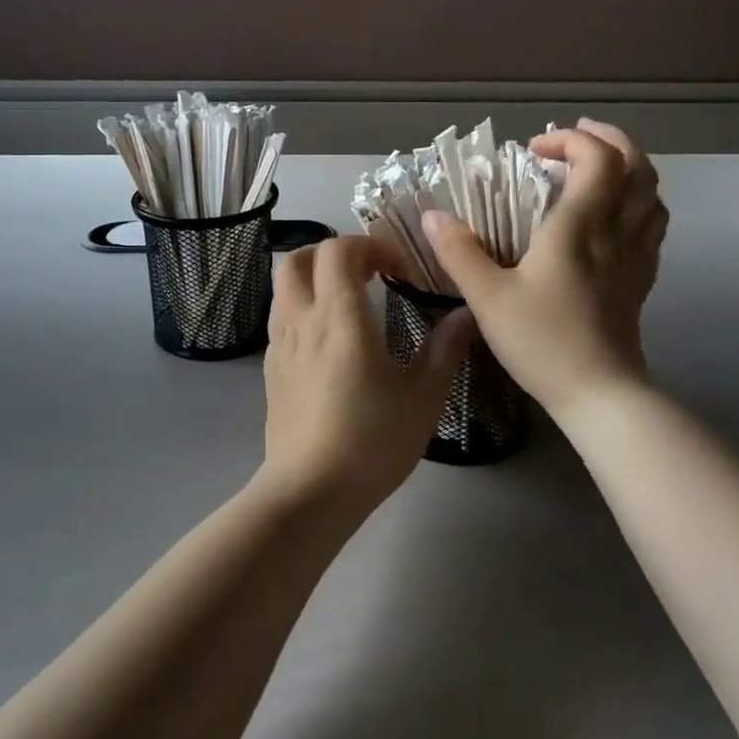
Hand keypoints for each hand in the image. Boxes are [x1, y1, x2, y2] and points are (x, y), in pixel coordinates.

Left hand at [259, 236, 473, 516]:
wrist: (310, 492)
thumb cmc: (372, 440)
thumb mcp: (423, 395)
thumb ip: (445, 347)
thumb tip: (466, 313)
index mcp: (339, 316)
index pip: (339, 250)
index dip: (370, 246)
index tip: (400, 270)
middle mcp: (302, 320)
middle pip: (298, 258)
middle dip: (333, 253)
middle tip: (368, 272)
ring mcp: (280, 345)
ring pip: (284, 286)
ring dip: (314, 277)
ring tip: (349, 301)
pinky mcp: (271, 370)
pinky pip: (281, 318)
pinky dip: (304, 308)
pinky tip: (329, 340)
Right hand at [422, 118, 665, 417]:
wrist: (600, 396)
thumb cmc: (543, 342)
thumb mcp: (488, 298)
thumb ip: (459, 253)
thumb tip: (434, 216)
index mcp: (579, 228)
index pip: (598, 159)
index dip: (570, 141)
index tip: (533, 152)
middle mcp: (616, 233)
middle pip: (638, 167)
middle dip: (610, 140)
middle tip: (576, 138)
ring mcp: (635, 257)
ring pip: (653, 195)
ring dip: (630, 169)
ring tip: (598, 170)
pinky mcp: (642, 282)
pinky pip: (652, 227)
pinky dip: (638, 205)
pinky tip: (615, 217)